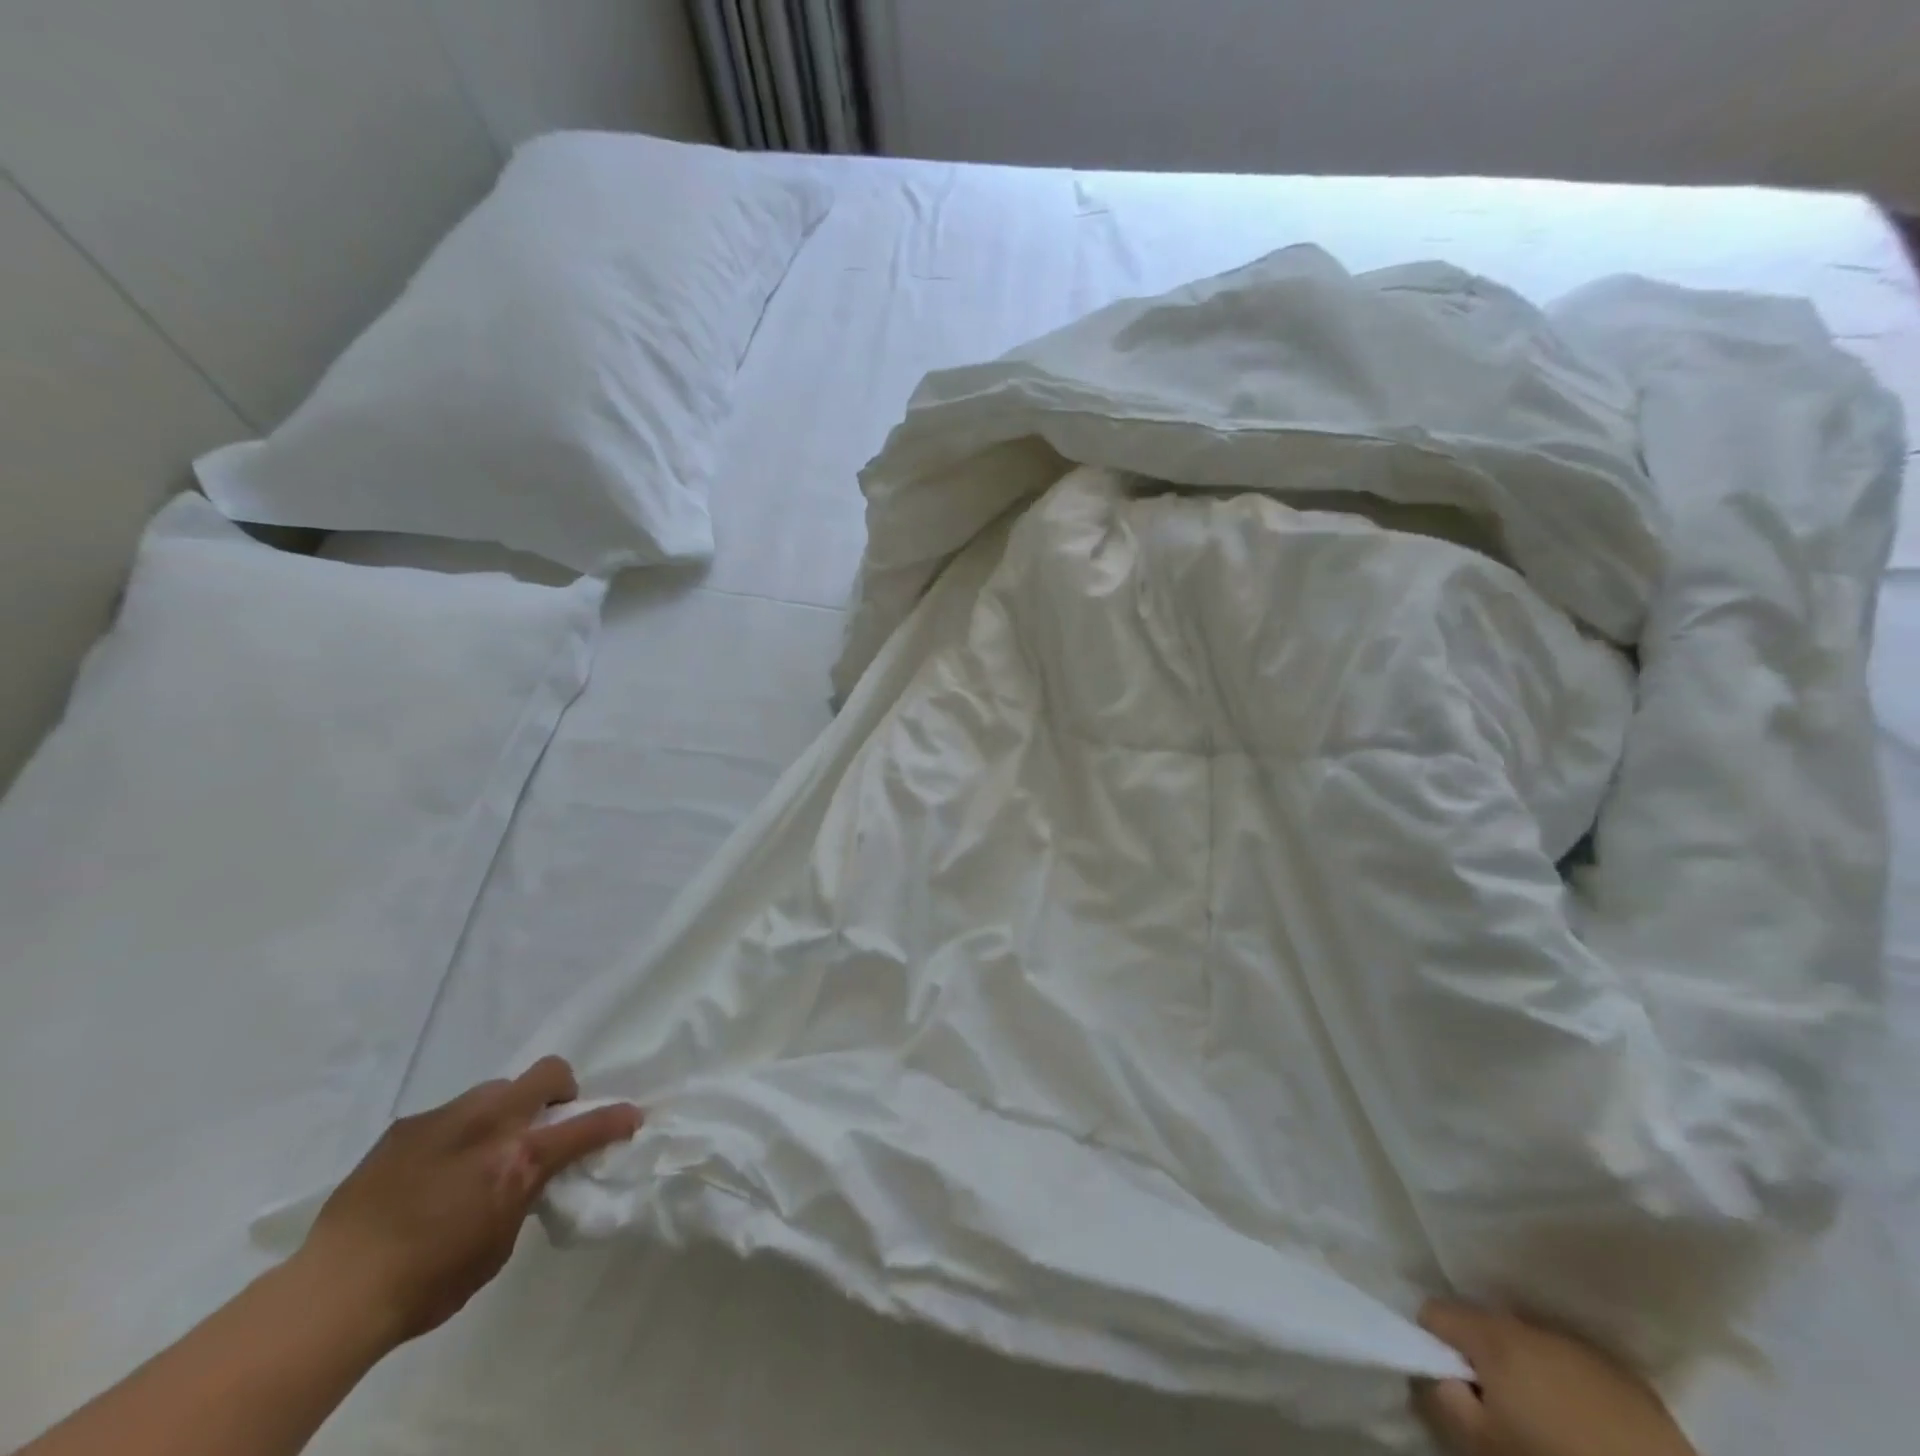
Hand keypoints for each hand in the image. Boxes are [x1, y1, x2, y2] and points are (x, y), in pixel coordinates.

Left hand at [293, 1057, 641, 1351]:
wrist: (336, 1291)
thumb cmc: (429, 1283)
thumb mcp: (498, 1244)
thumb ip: (523, 1196)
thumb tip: (526, 1177)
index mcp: (520, 1158)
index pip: (586, 1126)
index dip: (615, 1119)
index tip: (631, 1117)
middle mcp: (491, 1123)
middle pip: (547, 1073)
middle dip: (560, 1090)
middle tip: (548, 1121)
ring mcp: (447, 1118)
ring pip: (495, 1089)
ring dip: (504, 1111)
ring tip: (480, 1151)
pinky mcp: (406, 1126)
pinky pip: (449, 1115)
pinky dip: (457, 1132)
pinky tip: (432, 1171)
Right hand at [1411, 1302, 1696, 1455]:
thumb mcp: (1484, 1445)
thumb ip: (1442, 1399)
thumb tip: (1429, 1374)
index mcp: (1493, 1332)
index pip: (1433, 1310)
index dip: (1430, 1344)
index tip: (1448, 1384)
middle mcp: (1532, 1325)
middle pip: (1484, 1325)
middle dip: (1481, 1358)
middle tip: (1495, 1408)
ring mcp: (1583, 1347)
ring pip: (1531, 1343)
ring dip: (1525, 1370)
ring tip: (1542, 1418)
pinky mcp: (1627, 1377)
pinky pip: (1573, 1365)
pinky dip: (1566, 1384)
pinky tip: (1583, 1424)